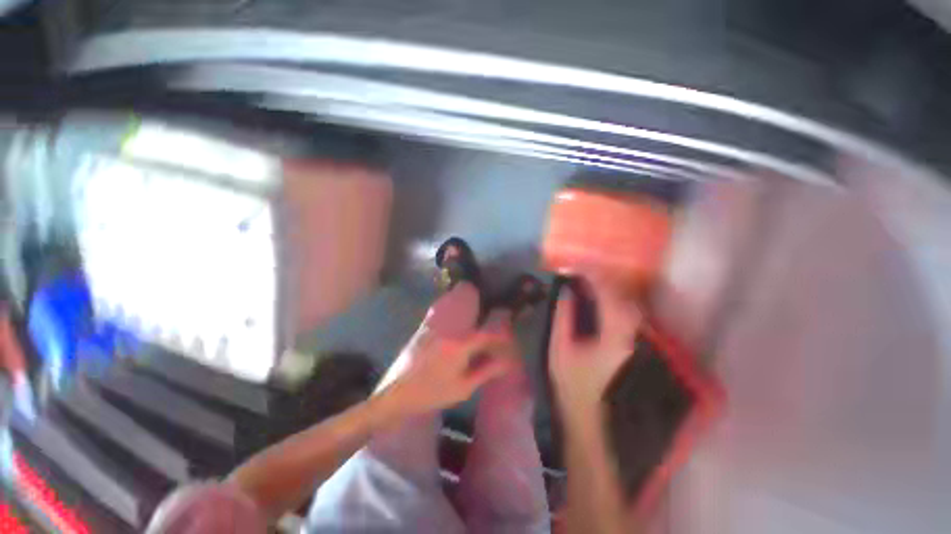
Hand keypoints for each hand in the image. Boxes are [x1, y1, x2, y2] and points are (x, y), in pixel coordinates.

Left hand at [378, 325, 516, 417]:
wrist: (396, 392)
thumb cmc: (432, 393)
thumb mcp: (463, 387)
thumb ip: (486, 371)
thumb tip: (506, 362)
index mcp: (459, 345)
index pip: (485, 335)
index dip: (499, 336)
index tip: (508, 339)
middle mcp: (448, 329)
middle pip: (473, 319)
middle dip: (488, 322)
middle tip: (497, 330)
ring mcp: (435, 326)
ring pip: (459, 313)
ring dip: (473, 315)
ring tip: (482, 323)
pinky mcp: (425, 327)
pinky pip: (446, 315)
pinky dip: (457, 315)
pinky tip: (460, 323)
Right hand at [550, 275, 641, 422]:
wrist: (587, 410)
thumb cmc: (570, 381)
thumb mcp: (560, 347)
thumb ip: (563, 316)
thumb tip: (565, 290)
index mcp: (612, 337)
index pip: (607, 296)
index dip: (591, 277)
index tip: (572, 268)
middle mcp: (629, 335)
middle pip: (621, 295)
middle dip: (600, 278)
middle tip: (577, 271)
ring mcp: (632, 338)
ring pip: (626, 301)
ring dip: (607, 286)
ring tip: (585, 279)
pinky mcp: (629, 341)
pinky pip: (625, 311)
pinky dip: (612, 298)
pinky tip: (597, 295)